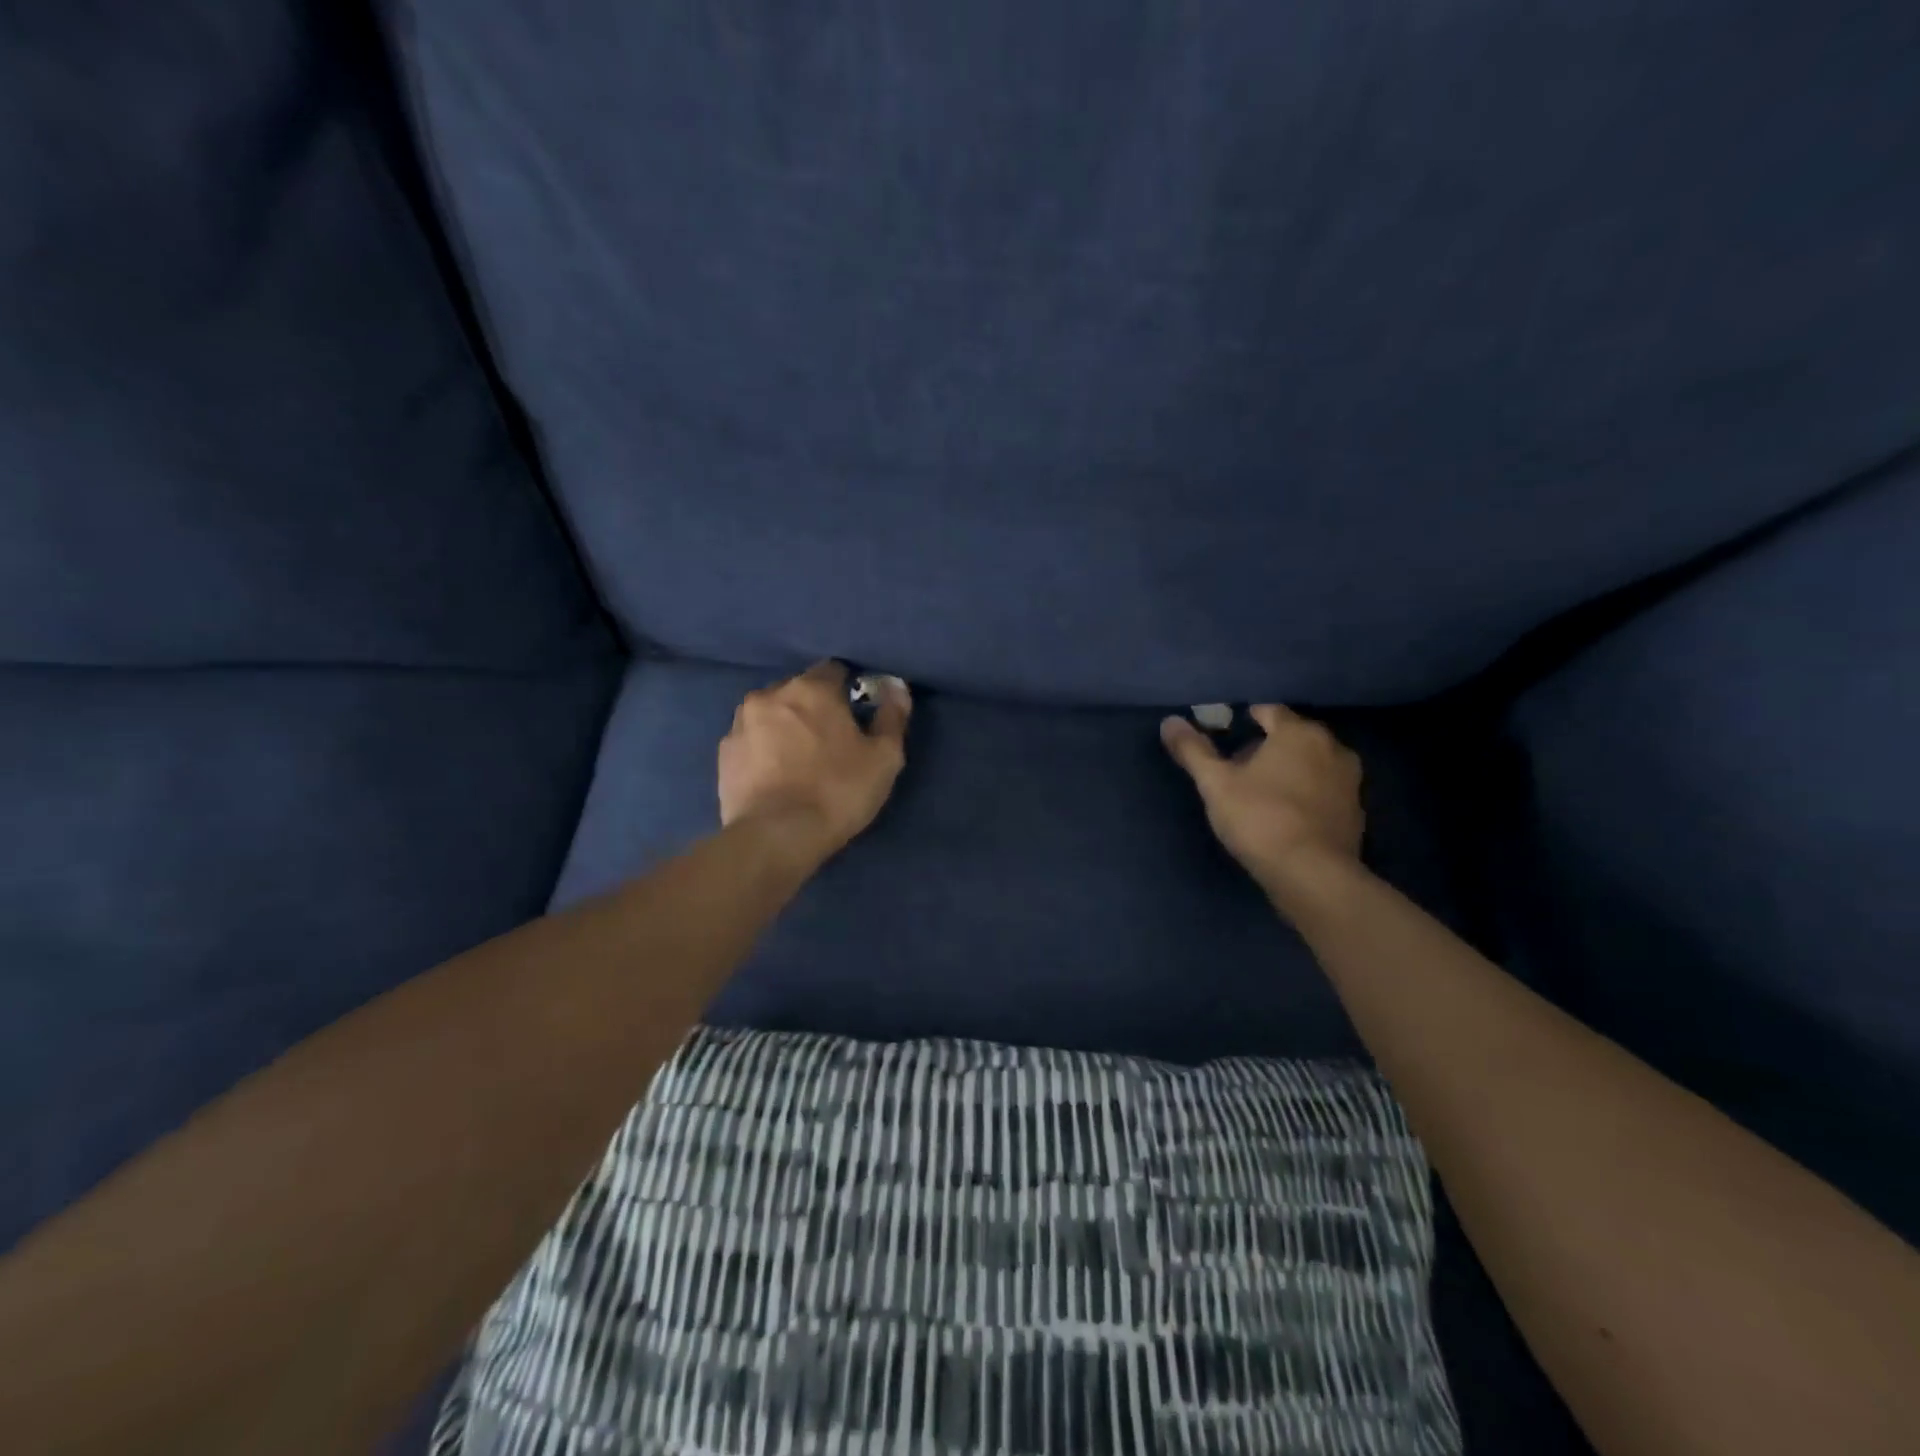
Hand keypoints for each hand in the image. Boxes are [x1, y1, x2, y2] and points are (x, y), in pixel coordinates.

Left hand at [719, 661, 912, 858]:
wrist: (776, 836)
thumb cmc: (838, 792)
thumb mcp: (884, 758)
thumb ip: (892, 716)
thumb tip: (896, 686)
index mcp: (812, 688)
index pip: (834, 670)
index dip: (848, 690)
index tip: (856, 716)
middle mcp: (771, 694)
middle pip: (799, 690)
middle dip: (814, 708)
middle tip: (830, 743)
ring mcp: (740, 723)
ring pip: (771, 714)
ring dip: (785, 726)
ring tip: (798, 761)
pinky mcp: (723, 753)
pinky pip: (751, 740)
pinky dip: (763, 749)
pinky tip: (775, 776)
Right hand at [1161, 704, 1365, 905]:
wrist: (1312, 875)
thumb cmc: (1260, 818)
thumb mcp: (1215, 783)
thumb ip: (1193, 750)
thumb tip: (1170, 722)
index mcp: (1299, 733)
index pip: (1270, 711)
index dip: (1248, 719)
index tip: (1228, 735)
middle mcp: (1333, 748)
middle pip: (1294, 737)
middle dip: (1268, 746)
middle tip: (1239, 768)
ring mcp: (1350, 782)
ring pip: (1312, 764)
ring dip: (1289, 771)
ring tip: (1260, 793)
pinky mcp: (1356, 813)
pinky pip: (1324, 791)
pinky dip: (1306, 795)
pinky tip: (1285, 816)